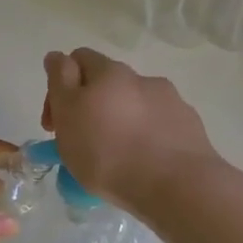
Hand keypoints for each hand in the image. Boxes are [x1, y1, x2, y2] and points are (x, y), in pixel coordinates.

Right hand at [41, 48, 217, 216]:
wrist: (176, 184)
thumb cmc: (108, 153)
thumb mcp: (68, 115)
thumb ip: (59, 82)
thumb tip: (57, 57)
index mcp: (108, 72)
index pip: (77, 60)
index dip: (59, 87)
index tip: (54, 123)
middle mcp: (140, 78)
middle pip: (107, 84)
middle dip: (91, 106)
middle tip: (82, 141)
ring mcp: (170, 101)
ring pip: (134, 105)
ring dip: (120, 121)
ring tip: (117, 157)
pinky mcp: (188, 126)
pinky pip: (158, 125)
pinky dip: (146, 137)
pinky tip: (143, 162)